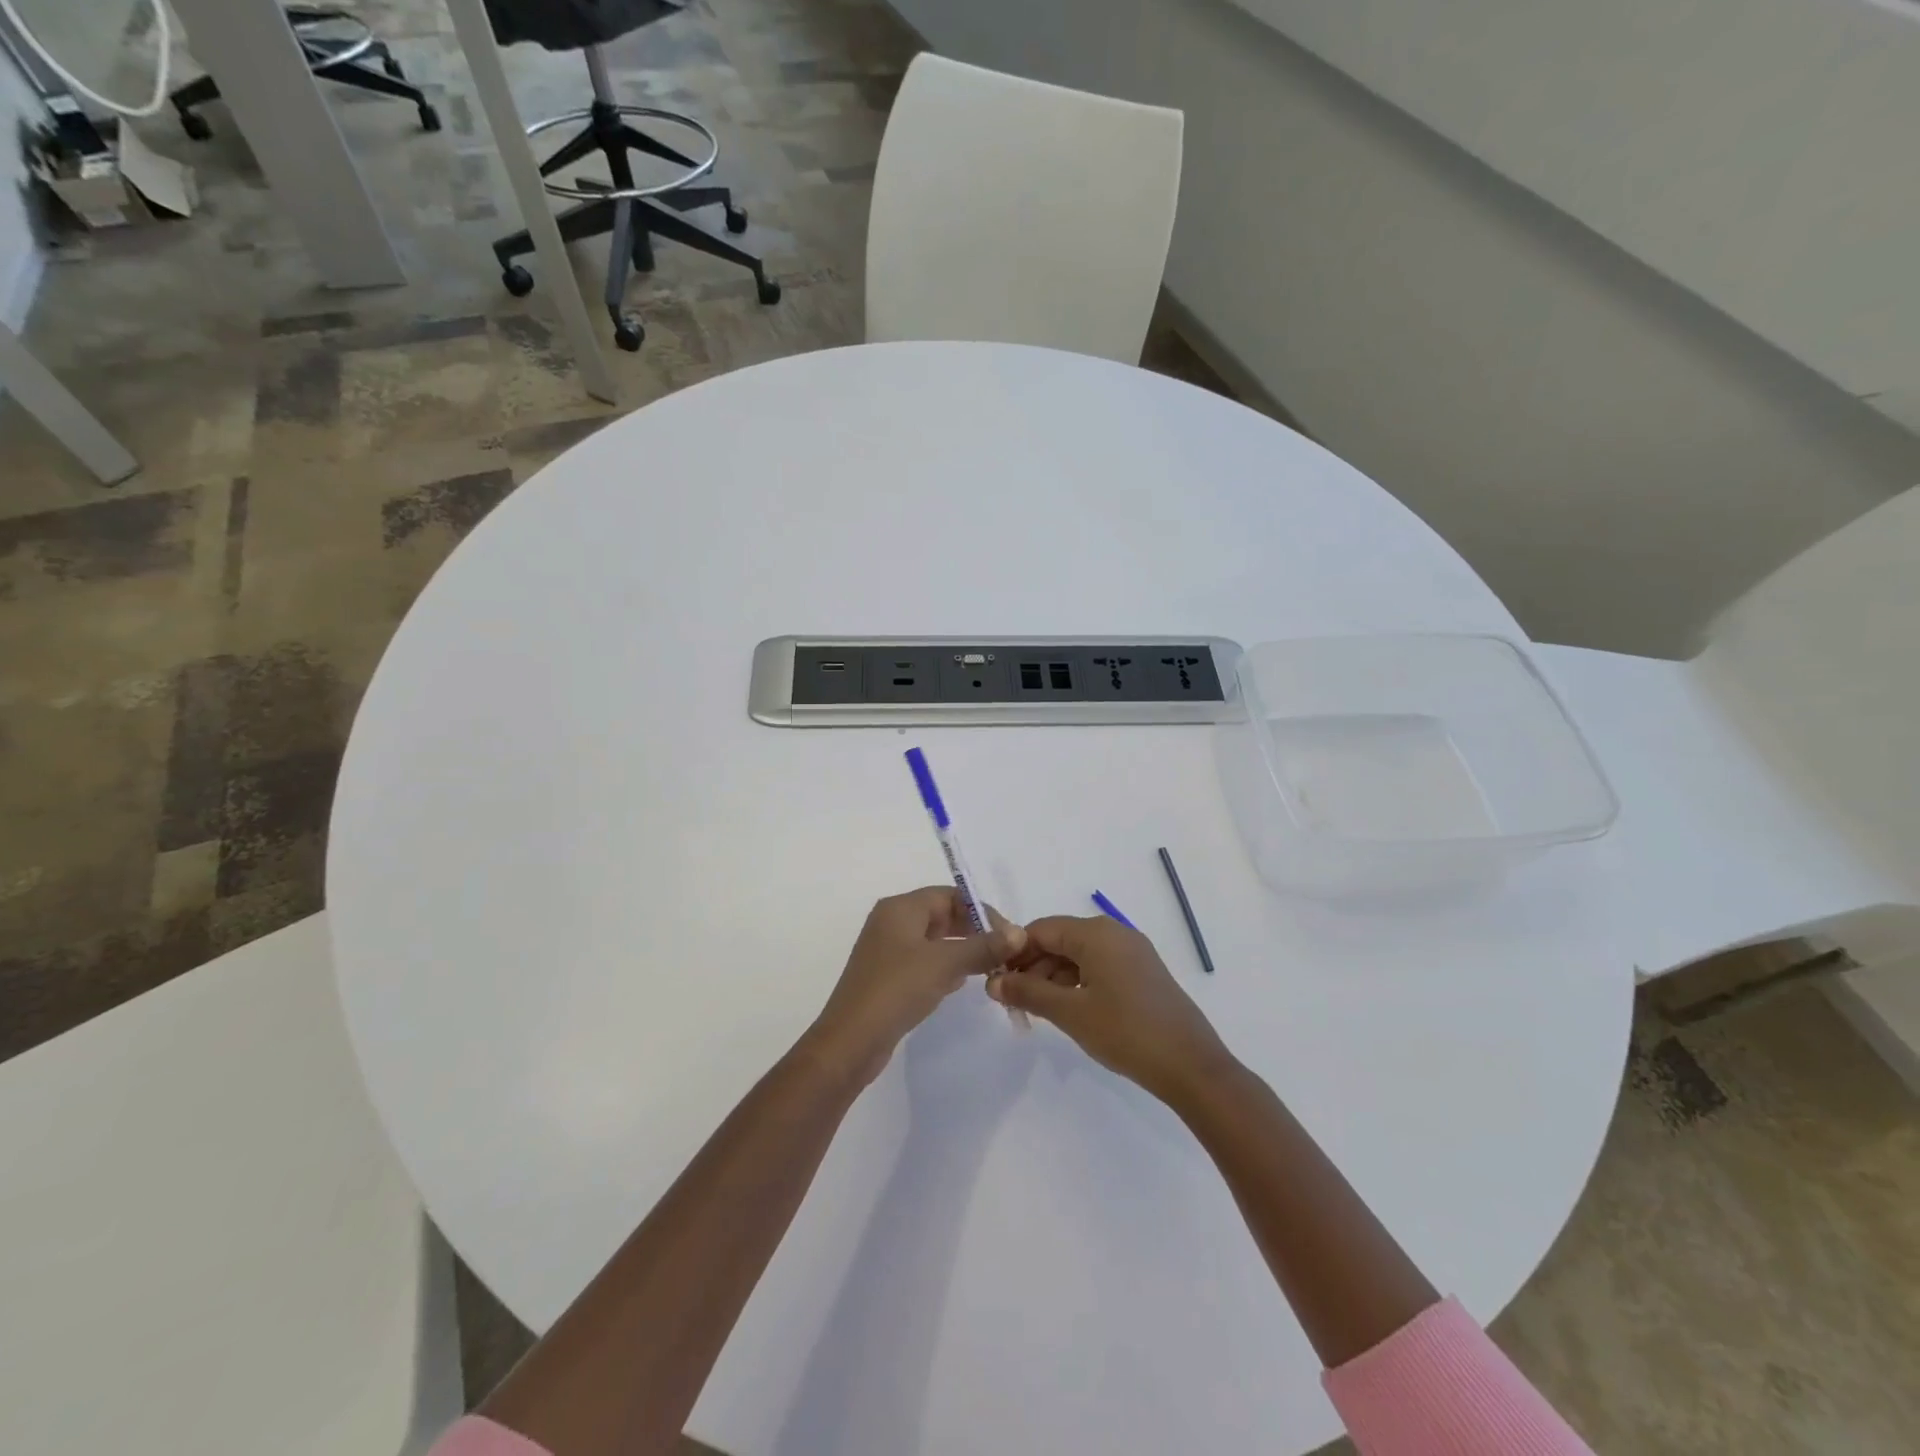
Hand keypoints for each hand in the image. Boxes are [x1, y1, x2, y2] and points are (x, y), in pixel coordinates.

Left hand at [807, 887, 1023, 1085]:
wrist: (851, 1041)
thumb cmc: (897, 989)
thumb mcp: (945, 964)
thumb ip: (983, 946)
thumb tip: (1019, 932)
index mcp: (900, 908)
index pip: (949, 895)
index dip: (981, 911)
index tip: (1008, 934)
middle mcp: (891, 922)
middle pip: (941, 915)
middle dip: (973, 931)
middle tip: (1003, 952)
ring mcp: (887, 950)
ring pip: (934, 940)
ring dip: (961, 950)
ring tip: (988, 967)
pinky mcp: (888, 976)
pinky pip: (924, 961)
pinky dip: (945, 967)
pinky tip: (960, 983)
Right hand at [988, 915, 1232, 1102]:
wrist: (1191, 1066)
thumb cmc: (1126, 1032)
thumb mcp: (1070, 1013)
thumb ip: (1028, 993)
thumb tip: (992, 982)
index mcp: (1096, 933)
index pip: (1041, 929)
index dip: (1014, 952)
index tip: (995, 980)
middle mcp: (1114, 933)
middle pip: (1060, 940)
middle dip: (1032, 966)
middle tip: (1011, 1000)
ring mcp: (1132, 952)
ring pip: (1079, 955)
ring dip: (1053, 977)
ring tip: (1035, 1010)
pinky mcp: (1143, 972)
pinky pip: (1099, 966)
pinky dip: (1077, 982)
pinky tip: (1067, 1009)